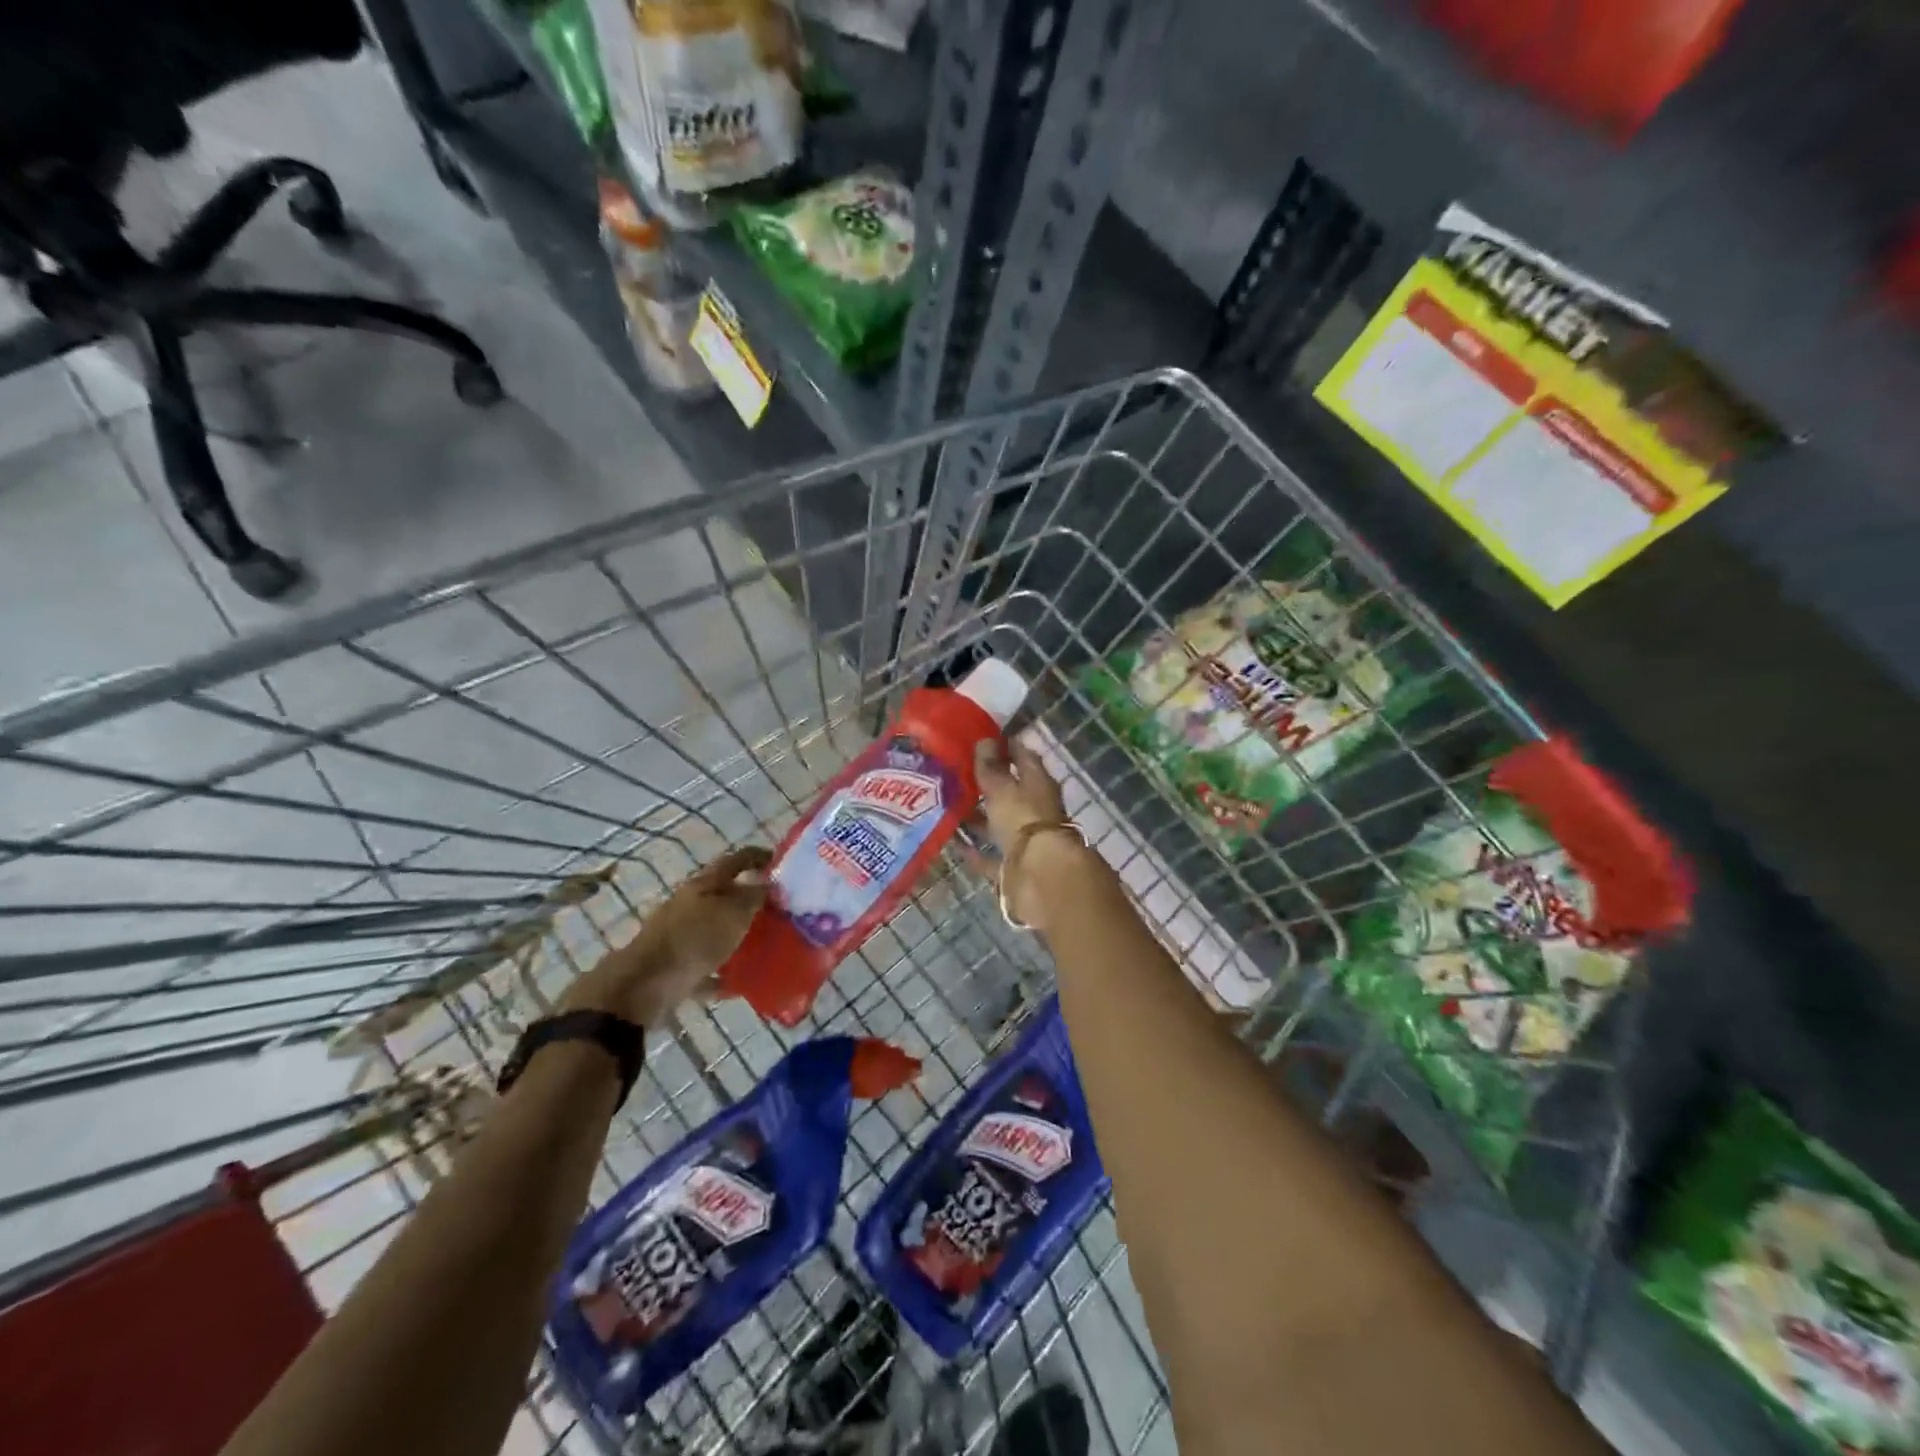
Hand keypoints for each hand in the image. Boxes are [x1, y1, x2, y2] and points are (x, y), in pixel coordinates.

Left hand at [561, 846, 770, 1024]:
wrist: (645, 984)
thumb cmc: (695, 939)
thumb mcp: (734, 913)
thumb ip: (754, 896)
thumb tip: (768, 883)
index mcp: (704, 884)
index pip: (736, 860)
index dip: (758, 856)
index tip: (780, 861)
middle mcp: (689, 904)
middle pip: (724, 895)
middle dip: (749, 900)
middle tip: (778, 909)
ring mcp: (679, 935)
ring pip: (714, 930)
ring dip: (736, 935)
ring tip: (764, 946)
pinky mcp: (674, 966)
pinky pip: (705, 965)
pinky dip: (721, 971)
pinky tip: (739, 982)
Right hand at [973, 739, 1092, 931]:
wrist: (1041, 875)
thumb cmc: (1024, 820)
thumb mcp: (1002, 788)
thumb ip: (991, 768)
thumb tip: (985, 741)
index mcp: (1039, 784)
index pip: (1024, 757)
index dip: (1006, 746)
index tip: (983, 739)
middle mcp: (1036, 810)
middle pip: (1012, 792)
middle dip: (988, 784)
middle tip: (958, 773)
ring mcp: (1027, 840)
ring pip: (1000, 823)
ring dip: (980, 817)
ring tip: (950, 807)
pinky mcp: (1015, 866)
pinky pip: (992, 856)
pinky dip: (976, 851)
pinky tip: (955, 843)